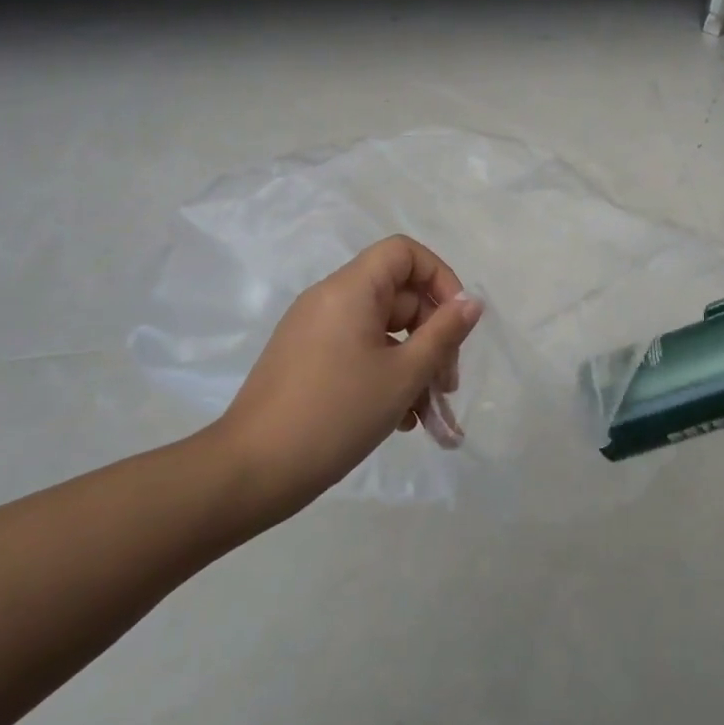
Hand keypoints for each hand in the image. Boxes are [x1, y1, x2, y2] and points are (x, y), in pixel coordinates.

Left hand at [213, 236, 483, 519]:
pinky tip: (399, 420)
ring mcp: (315, 331)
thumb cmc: (335, 414)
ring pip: (382, 331)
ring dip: (412, 365)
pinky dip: (384, 375)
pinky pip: (359, 352)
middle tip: (447, 385)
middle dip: (432, 337)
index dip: (439, 277)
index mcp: (350, 290)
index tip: (457, 322)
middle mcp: (330, 300)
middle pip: (398, 297)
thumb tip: (472, 302)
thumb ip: (444, 333)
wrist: (251, 471)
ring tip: (427, 414)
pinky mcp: (307, 360)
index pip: (404, 253)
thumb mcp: (403, 375)